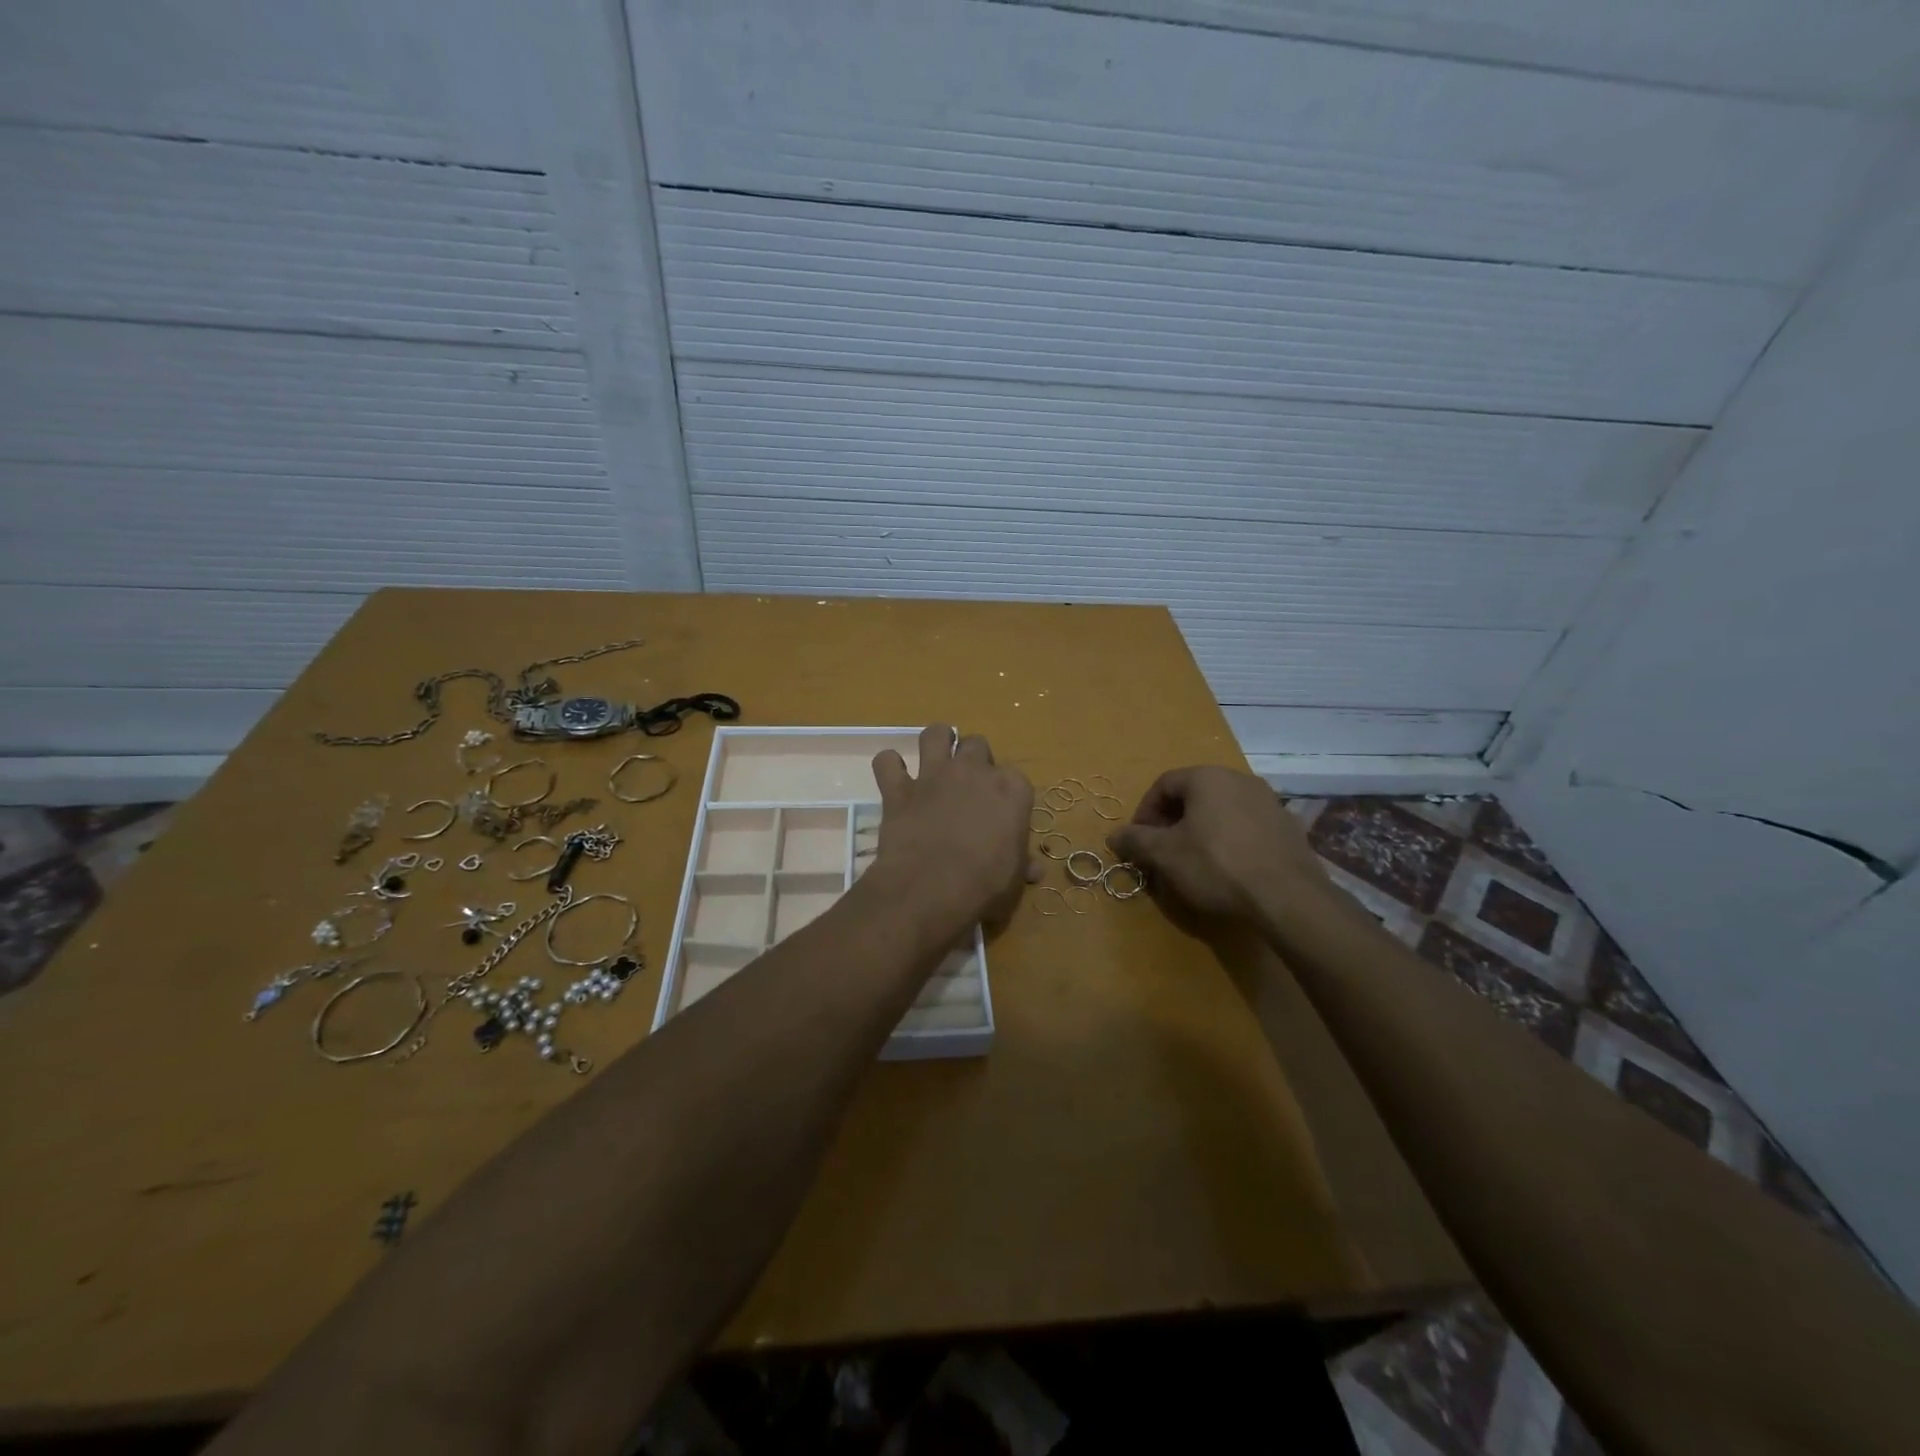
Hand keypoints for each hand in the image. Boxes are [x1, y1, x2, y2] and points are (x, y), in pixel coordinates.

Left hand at [869, 725, 1036, 936]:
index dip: (1006, 794)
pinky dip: (888, 767)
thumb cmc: (984, 885)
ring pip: (935, 734)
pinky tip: (893, 778)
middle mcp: (973, 771)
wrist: (931, 889)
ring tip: (935, 756)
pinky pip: (887, 762)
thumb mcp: (1013, 881)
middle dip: (974, 758)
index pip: (1015, 778)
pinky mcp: (899, 789)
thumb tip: (1034, 870)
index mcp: (1011, 789)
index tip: (1001, 812)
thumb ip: (1022, 866)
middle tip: (969, 783)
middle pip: (977, 744)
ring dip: (935, 741)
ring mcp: (934, 775)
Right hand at [1107, 766, 1331, 924]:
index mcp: (1207, 777)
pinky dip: (1229, 841)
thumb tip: (1113, 835)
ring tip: (1193, 864)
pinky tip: (1228, 870)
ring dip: (1200, 832)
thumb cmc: (1217, 865)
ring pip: (1221, 811)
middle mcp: (1240, 779)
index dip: (1145, 812)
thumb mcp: (1165, 854)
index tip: (1139, 841)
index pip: (1164, 784)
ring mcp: (1269, 802)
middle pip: (1194, 796)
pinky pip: (1246, 827)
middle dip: (1172, 823)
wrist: (1288, 897)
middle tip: (1163, 853)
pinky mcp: (1288, 827)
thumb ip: (1135, 840)